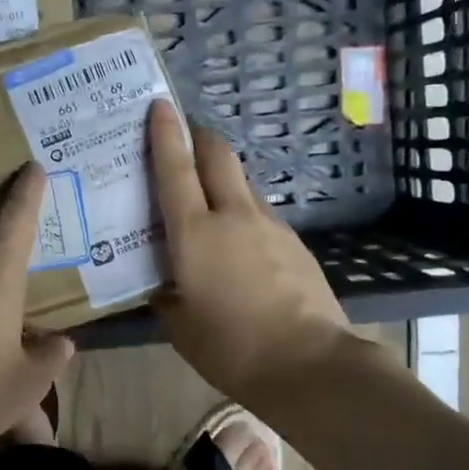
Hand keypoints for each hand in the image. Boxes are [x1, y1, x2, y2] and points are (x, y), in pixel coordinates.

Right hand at [148, 99, 351, 400]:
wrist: (309, 364)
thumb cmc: (231, 347)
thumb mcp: (180, 327)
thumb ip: (166, 297)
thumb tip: (162, 286)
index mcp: (195, 233)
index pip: (176, 169)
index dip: (165, 133)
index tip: (159, 105)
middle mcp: (233, 216)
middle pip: (219, 155)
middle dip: (200, 137)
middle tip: (185, 136)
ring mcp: (270, 225)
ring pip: (243, 182)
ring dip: (223, 176)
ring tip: (208, 195)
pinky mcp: (295, 242)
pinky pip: (261, 212)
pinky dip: (244, 210)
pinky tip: (239, 240)